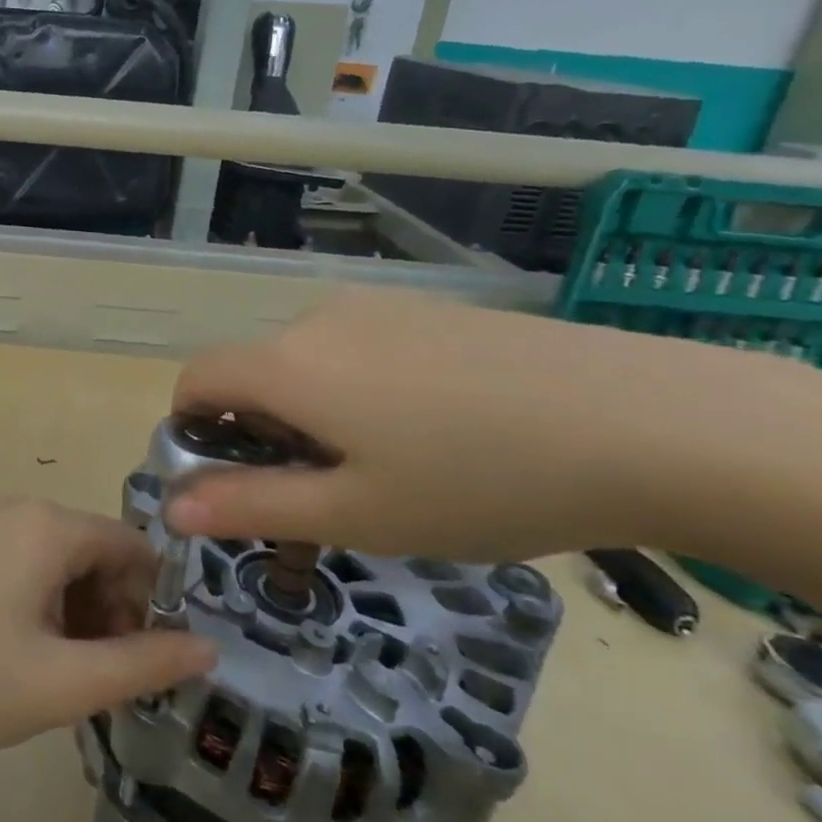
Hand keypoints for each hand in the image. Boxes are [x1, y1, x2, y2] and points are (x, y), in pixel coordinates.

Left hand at [0, 500, 214, 767]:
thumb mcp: (67, 683)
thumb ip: (145, 663)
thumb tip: (210, 647)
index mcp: (48, 525)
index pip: (133, 547)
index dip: (152, 603)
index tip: (145, 660)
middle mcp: (20, 511)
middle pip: (98, 553)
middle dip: (115, 612)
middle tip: (101, 678)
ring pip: (64, 564)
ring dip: (82, 615)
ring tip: (65, 677)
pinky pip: (29, 567)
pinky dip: (47, 608)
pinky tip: (30, 657)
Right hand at [163, 288, 821, 562]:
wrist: (649, 421)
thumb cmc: (480, 481)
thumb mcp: (357, 514)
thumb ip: (252, 506)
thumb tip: (172, 507)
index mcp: (286, 364)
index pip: (195, 380)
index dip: (191, 430)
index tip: (233, 482)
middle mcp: (315, 319)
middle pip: (251, 372)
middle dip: (260, 431)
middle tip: (326, 496)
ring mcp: (374, 307)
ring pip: (306, 361)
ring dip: (312, 410)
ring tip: (389, 466)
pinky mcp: (425, 308)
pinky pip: (357, 346)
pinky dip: (357, 387)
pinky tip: (436, 427)